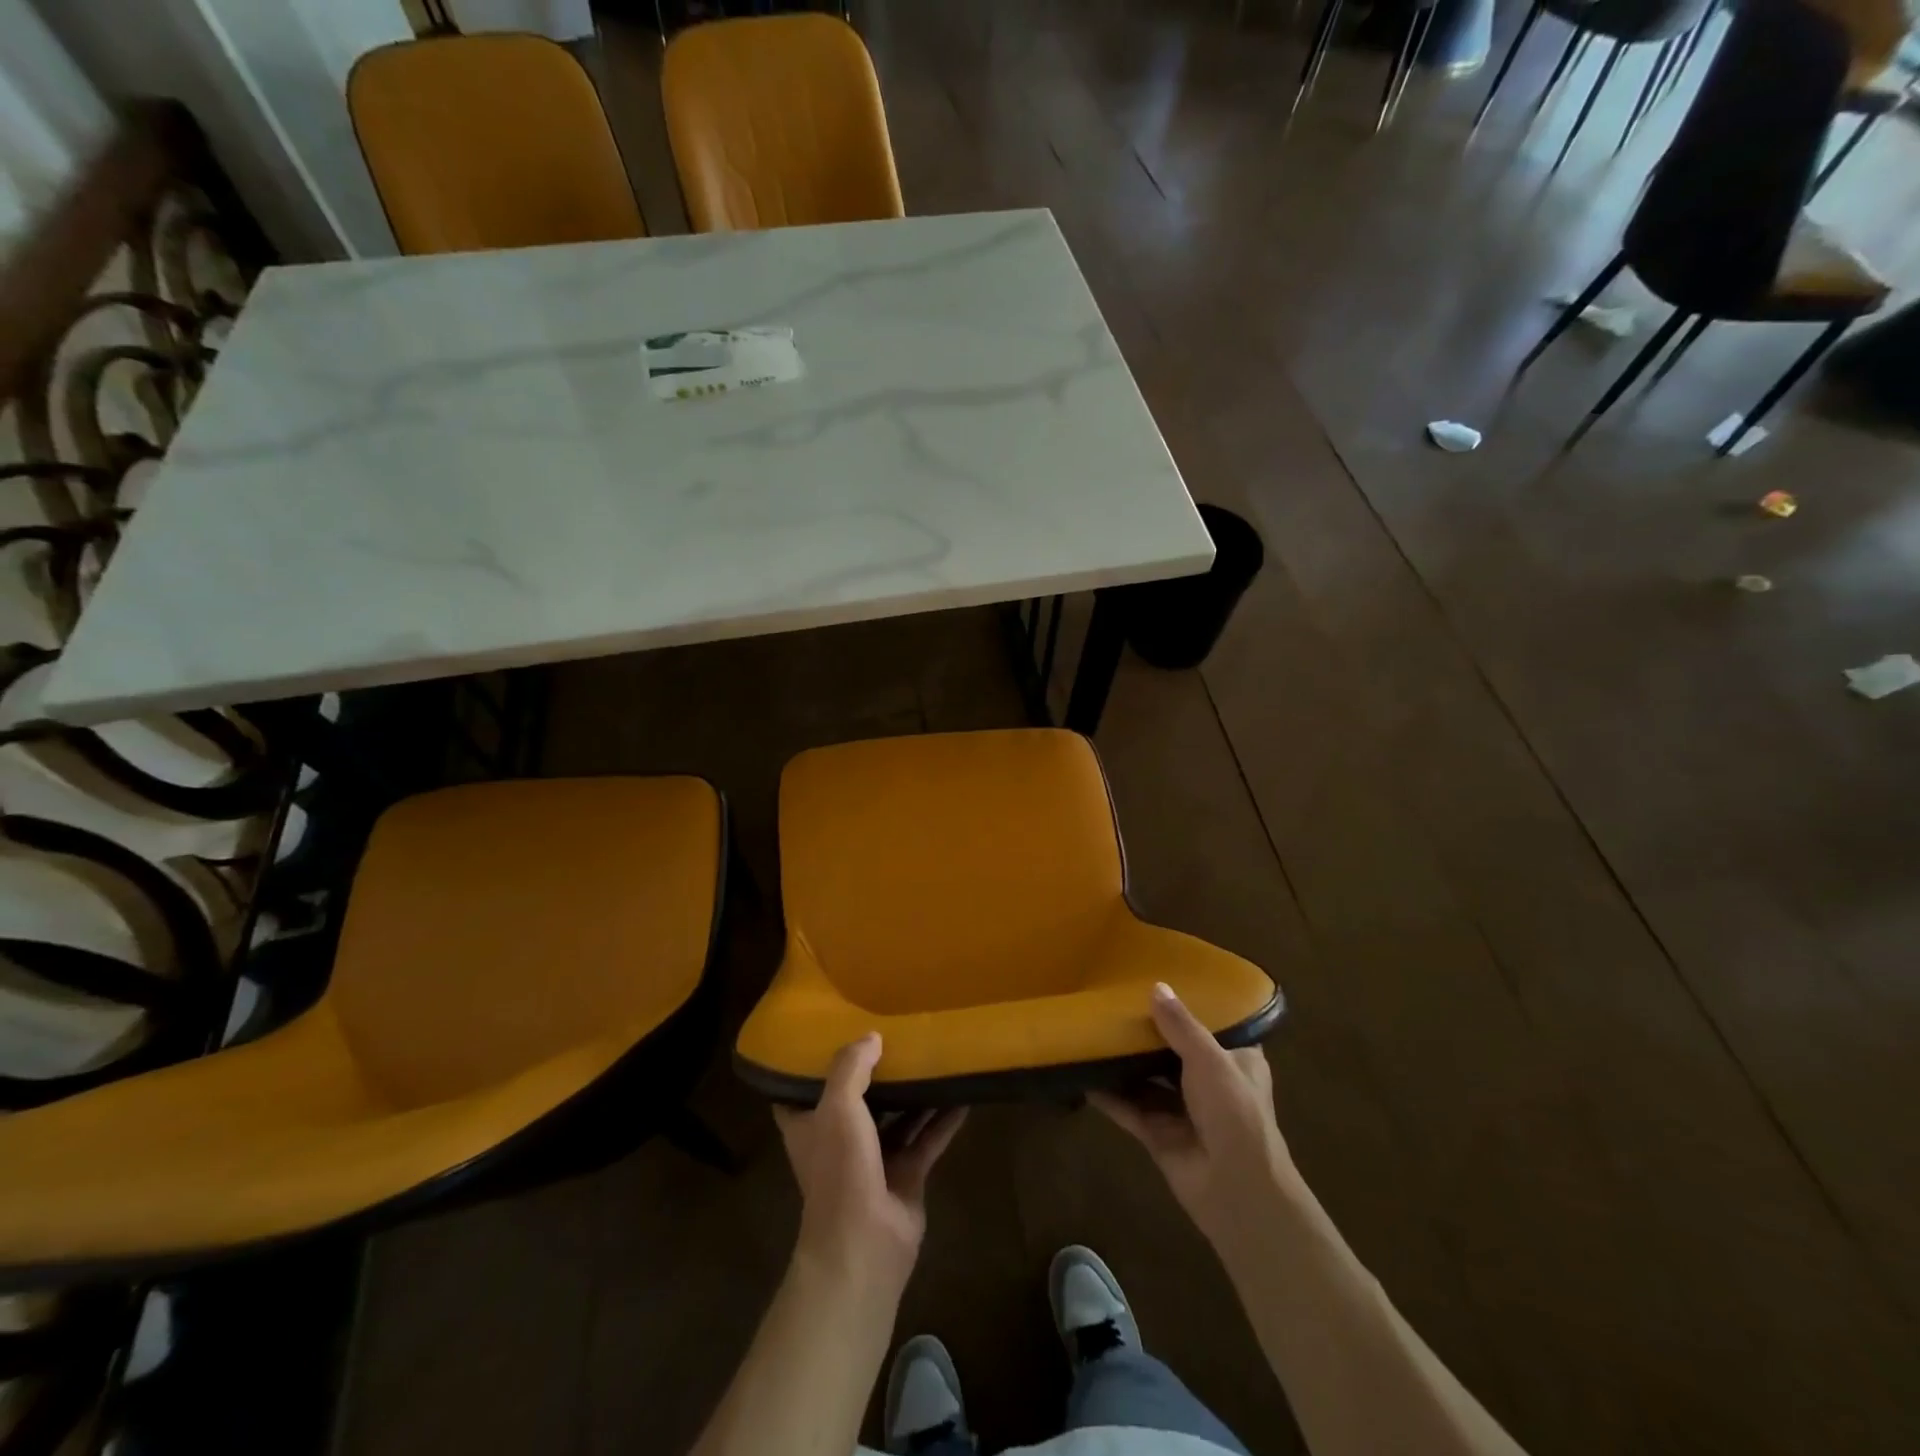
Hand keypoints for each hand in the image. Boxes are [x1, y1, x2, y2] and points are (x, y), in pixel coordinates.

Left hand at [773, 1033, 966, 1294]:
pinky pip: (927, 1138)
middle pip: (857, 1098)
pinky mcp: (907, 1176)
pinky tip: (964, 1095)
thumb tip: (872, 1036)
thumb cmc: (839, 1170)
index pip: (800, 1090)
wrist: (864, 1245)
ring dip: (914, 1092)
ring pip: (897, 1116)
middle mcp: (840, 1139)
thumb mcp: (837, 1106)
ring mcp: (875, 1159)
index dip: (812, 1065)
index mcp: (810, 1125)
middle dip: (874, 1071)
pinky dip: (944, 1119)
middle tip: (895, 1033)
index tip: (830, 1033)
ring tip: (934, 1054)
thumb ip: (851, 1066)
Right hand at [1091, 983, 1299, 1255]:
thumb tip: (1155, 987)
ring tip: (1094, 1029)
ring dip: (1126, 1062)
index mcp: (1236, 1061)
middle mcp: (1210, 1083)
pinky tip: (1082, 1073)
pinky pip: (1129, 1108)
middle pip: (1174, 1051)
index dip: (1192, 1007)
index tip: (1164, 982)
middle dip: (1149, 1033)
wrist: (1235, 1189)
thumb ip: (1180, 1025)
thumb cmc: (1234, 1111)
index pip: (1215, 1026)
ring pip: (1148, 1079)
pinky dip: (1108, 1094)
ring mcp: (1183, 1110)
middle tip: (1116, 1001)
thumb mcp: (1210, 1058)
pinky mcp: (1158, 1134)